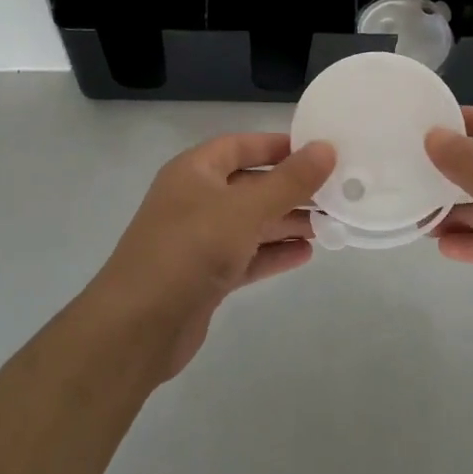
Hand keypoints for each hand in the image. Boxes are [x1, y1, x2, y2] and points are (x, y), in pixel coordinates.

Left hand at [92, 133, 334, 378]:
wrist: (138, 328)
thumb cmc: (190, 250)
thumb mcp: (245, 209)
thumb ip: (289, 181)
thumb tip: (326, 148)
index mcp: (194, 171)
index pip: (240, 145)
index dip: (277, 146)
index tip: (318, 150)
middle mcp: (195, 200)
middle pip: (250, 185)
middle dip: (290, 189)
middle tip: (334, 192)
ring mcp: (198, 240)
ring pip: (251, 223)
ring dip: (286, 222)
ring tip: (329, 223)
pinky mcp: (205, 276)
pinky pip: (246, 256)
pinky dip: (273, 253)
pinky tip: (306, 254)